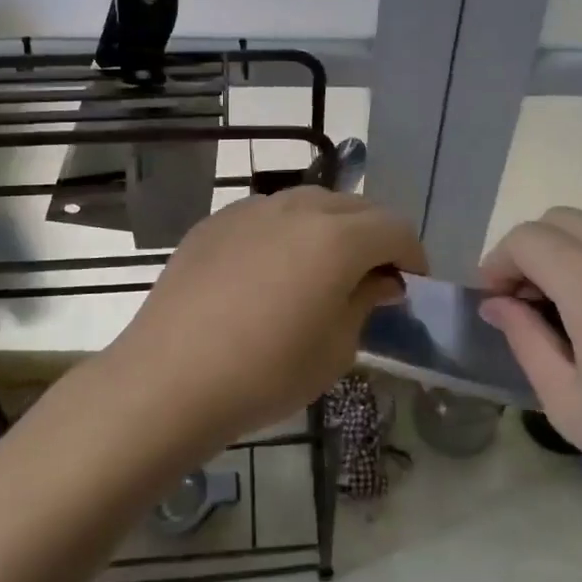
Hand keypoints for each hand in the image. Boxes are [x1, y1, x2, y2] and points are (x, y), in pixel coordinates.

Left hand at [108, 188, 426, 449]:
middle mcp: (297, 208)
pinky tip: (271, 270)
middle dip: (374, 236)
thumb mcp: (335, 349)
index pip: (395, 228)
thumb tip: (380, 280)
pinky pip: (267, 214)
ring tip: (322, 269)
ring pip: (309, 203)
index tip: (410, 284)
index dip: (412, 254)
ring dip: (330, 228)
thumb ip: (365, 302)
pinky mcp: (214, 223)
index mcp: (337, 238)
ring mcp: (250, 209)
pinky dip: (286, 232)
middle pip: (355, 206)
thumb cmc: (265, 373)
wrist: (169, 378)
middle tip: (372, 276)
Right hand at [478, 208, 581, 554]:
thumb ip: (524, 339)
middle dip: (532, 251)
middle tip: (529, 303)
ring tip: (574, 306)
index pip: (528, 238)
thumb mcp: (568, 402)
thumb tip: (497, 303)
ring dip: (574, 251)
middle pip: (564, 219)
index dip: (499, 263)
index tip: (495, 302)